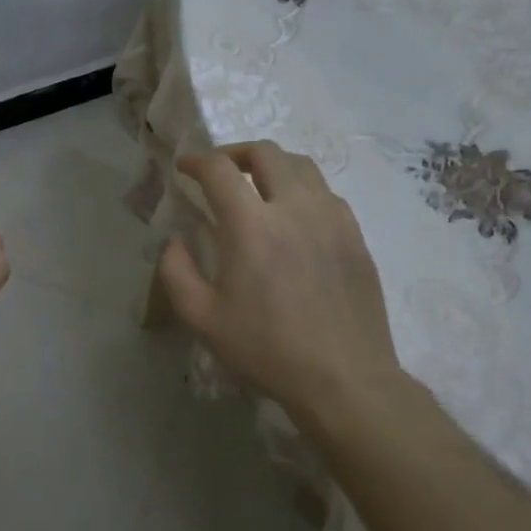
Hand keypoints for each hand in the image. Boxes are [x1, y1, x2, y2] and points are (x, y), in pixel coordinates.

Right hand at [157, 141, 404, 431]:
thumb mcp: (202, 318)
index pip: (219, 169)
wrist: (343, 378)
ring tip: (258, 186)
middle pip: (265, 152)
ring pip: (302, 166)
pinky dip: (302, 189)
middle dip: (235, 152)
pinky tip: (294, 216)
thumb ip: (176, 272)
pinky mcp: (355, 236)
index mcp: (251, 225)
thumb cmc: (266, 349)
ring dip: (272, 165)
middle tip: (219, 171)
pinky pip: (327, 193)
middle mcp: (294, 208)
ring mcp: (332, 218)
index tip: (184, 167)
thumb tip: (175, 241)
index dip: (196, 161)